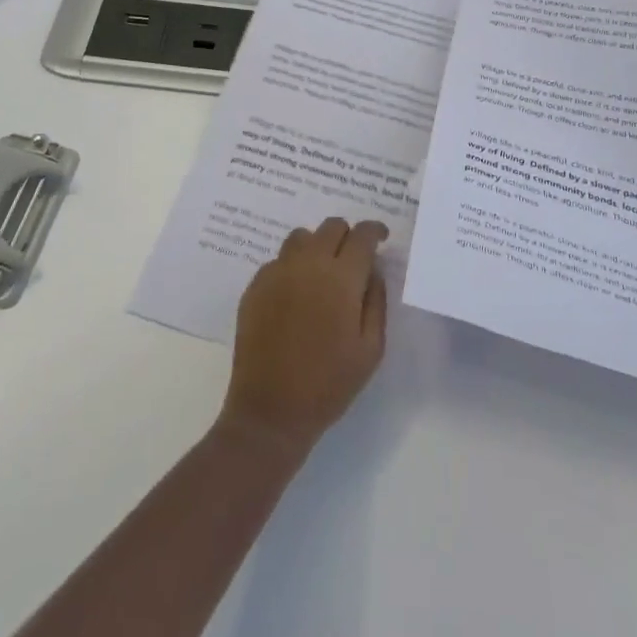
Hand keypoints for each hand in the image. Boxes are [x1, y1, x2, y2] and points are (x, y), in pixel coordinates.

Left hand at [218, 218, 389, 461]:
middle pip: (331, 226)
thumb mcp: (370, 349)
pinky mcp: (255, 285)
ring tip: (321, 273)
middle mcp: (308, 264)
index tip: (381, 238)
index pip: (362, 235)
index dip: (375, 231)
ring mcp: (277, 271)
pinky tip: (295, 295)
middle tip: (352, 260)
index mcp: (341, 278)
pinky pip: (279, 260)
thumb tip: (373, 271)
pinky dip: (292, 267)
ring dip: (317, 246)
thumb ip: (376, 301)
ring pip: (302, 237)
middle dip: (347, 236)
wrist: (271, 410)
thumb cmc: (329, 384)